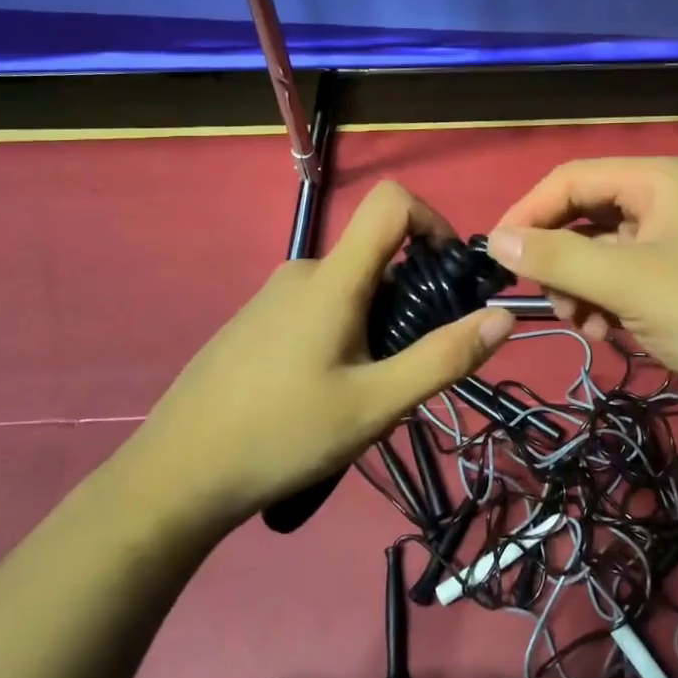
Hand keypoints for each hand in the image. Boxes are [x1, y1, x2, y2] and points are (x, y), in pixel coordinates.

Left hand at [115, 181, 514, 532]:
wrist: (175, 476)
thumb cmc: (282, 435)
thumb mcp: (375, 406)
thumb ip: (442, 358)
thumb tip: (503, 315)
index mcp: (333, 279)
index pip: (391, 202)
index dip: (432, 221)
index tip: (449, 274)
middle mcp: (303, 272)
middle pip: (377, 257)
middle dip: (409, 302)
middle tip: (405, 369)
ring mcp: (274, 296)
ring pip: (350, 290)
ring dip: (376, 326)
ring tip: (363, 394)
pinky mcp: (256, 321)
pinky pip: (319, 308)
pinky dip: (344, 334)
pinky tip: (323, 395)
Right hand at [488, 157, 677, 436]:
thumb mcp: (627, 281)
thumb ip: (557, 256)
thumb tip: (494, 239)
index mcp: (659, 180)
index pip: (573, 179)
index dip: (530, 211)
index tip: (496, 253)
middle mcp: (666, 202)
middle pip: (585, 217)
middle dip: (561, 261)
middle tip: (550, 300)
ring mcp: (675, 244)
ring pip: (600, 256)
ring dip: (581, 290)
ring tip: (585, 327)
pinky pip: (623, 283)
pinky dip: (606, 307)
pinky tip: (609, 336)